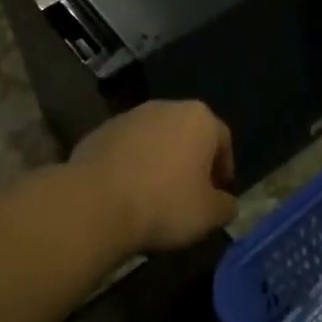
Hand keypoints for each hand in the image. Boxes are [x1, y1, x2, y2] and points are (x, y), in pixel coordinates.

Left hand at [68, 100, 236, 256]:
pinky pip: (125, 150)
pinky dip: (131, 166)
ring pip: (154, 140)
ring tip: (154, 196)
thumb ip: (225, 206)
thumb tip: (225, 204)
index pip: (223, 141)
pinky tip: (126, 194)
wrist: (95, 205)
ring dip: (159, 162)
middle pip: (187, 135)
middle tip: (189, 195)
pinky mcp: (99, 132)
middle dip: (190, 162)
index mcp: (199, 118)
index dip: (224, 170)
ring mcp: (129, 117)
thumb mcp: (210, 215)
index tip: (218, 196)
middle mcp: (166, 107)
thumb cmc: (165, 204)